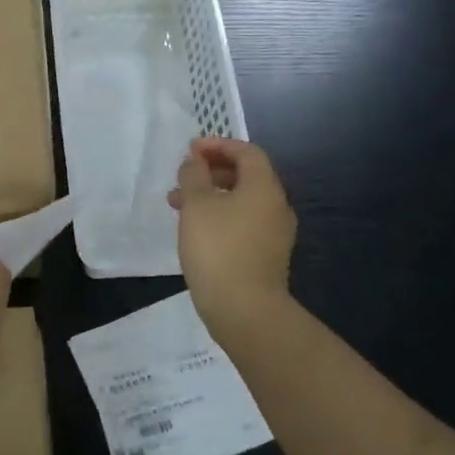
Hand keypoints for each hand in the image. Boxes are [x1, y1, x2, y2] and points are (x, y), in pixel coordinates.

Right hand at [168, 137, 296, 326]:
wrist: (244, 309)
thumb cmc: (218, 248)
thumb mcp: (197, 204)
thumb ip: (194, 176)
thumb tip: (196, 161)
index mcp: (264, 187)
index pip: (247, 152)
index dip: (218, 145)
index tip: (191, 150)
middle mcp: (276, 206)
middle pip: (246, 176)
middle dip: (211, 172)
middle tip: (183, 178)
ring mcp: (274, 234)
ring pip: (242, 202)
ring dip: (211, 196)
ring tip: (178, 206)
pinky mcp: (266, 256)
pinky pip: (243, 223)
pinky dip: (220, 217)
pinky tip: (196, 231)